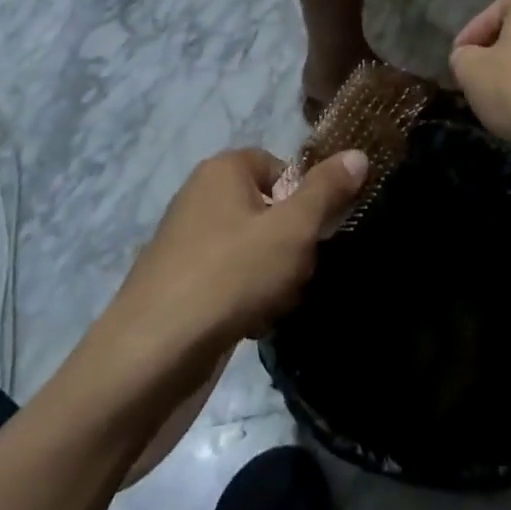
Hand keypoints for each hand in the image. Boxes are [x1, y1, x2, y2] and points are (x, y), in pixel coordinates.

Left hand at [109, 147, 368, 365]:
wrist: (151, 355)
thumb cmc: (229, 276)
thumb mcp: (292, 230)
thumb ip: (327, 191)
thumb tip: (359, 153)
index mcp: (223, 169)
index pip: (280, 167)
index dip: (304, 200)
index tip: (312, 234)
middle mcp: (201, 196)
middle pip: (270, 210)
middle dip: (292, 246)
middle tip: (294, 275)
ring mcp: (187, 242)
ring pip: (254, 250)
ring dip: (274, 278)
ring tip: (272, 306)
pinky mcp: (181, 284)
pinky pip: (230, 280)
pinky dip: (246, 300)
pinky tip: (250, 326)